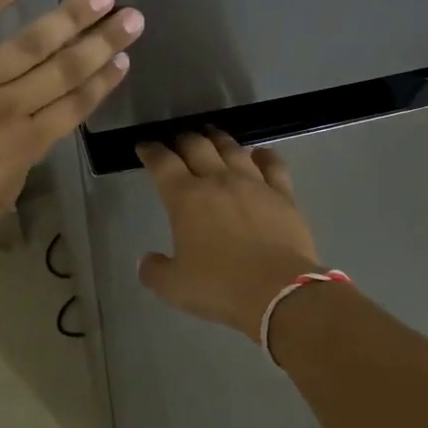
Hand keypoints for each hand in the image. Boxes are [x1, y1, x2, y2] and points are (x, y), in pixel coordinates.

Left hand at [0, 0, 142, 265]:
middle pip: (65, 69)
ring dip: (68, 16)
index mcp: (21, 148)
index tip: (125, 59)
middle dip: (102, 41)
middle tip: (132, 16)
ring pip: (29, 42)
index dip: (103, 82)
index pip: (74, 107)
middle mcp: (5, 108)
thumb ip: (12, 176)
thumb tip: (23, 151)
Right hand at [136, 130, 322, 339]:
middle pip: (197, 146)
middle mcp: (218, 180)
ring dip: (218, 139)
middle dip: (183, 140)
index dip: (151, 151)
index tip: (145, 147)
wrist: (278, 291)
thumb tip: (146, 261)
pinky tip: (259, 153)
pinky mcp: (283, 194)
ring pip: (233, 148)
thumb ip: (154, 270)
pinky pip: (273, 164)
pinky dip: (263, 155)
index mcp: (185, 198)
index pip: (162, 163)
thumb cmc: (220, 287)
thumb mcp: (173, 287)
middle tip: (177, 141)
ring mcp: (254, 183)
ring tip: (211, 135)